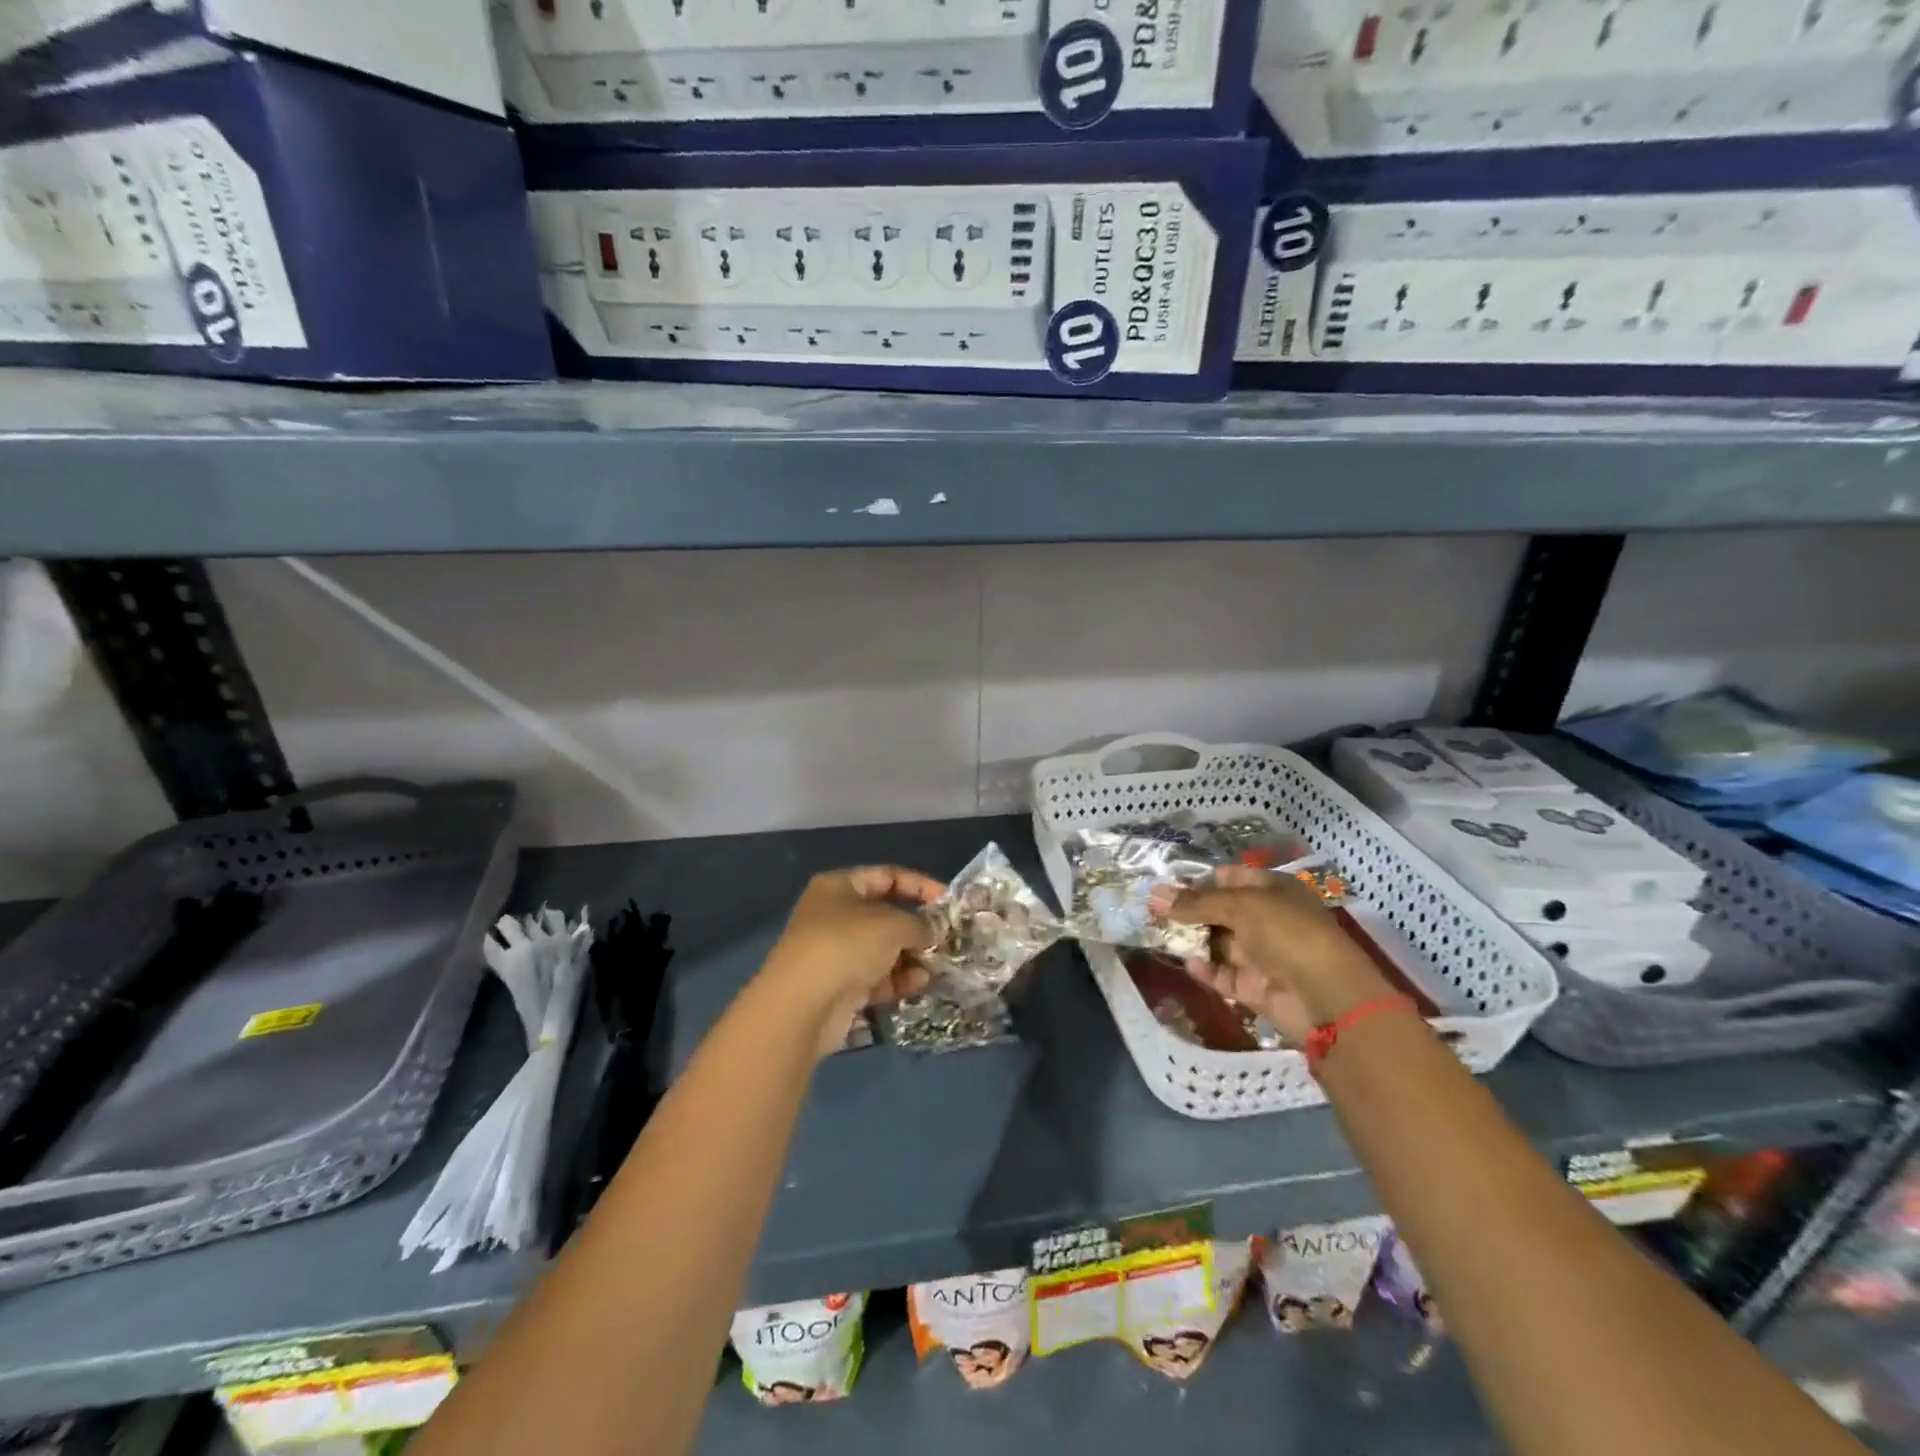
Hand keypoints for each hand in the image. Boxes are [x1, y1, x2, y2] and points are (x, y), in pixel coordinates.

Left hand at [760, 866, 945, 1055]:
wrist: (802, 1005)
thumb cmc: (846, 945)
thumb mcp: (892, 924)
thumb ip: (920, 923)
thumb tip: (934, 930)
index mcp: (839, 887)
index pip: (887, 876)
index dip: (920, 885)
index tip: (948, 902)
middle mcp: (835, 915)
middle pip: (886, 915)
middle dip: (918, 928)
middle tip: (948, 939)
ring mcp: (836, 953)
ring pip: (884, 949)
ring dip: (912, 957)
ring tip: (937, 966)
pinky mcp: (841, 986)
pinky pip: (877, 977)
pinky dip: (898, 980)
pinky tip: (918, 985)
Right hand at [1155, 865, 1390, 1045]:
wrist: (1326, 998)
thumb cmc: (1287, 933)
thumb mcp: (1239, 906)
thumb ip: (1195, 902)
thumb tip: (1155, 894)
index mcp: (1272, 890)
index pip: (1228, 878)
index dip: (1197, 880)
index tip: (1164, 886)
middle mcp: (1267, 919)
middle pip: (1220, 911)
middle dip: (1189, 911)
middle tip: (1151, 911)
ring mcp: (1262, 955)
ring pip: (1219, 943)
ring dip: (1192, 940)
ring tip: (1157, 935)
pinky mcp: (1256, 987)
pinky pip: (1224, 974)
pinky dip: (1206, 970)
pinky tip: (1187, 964)